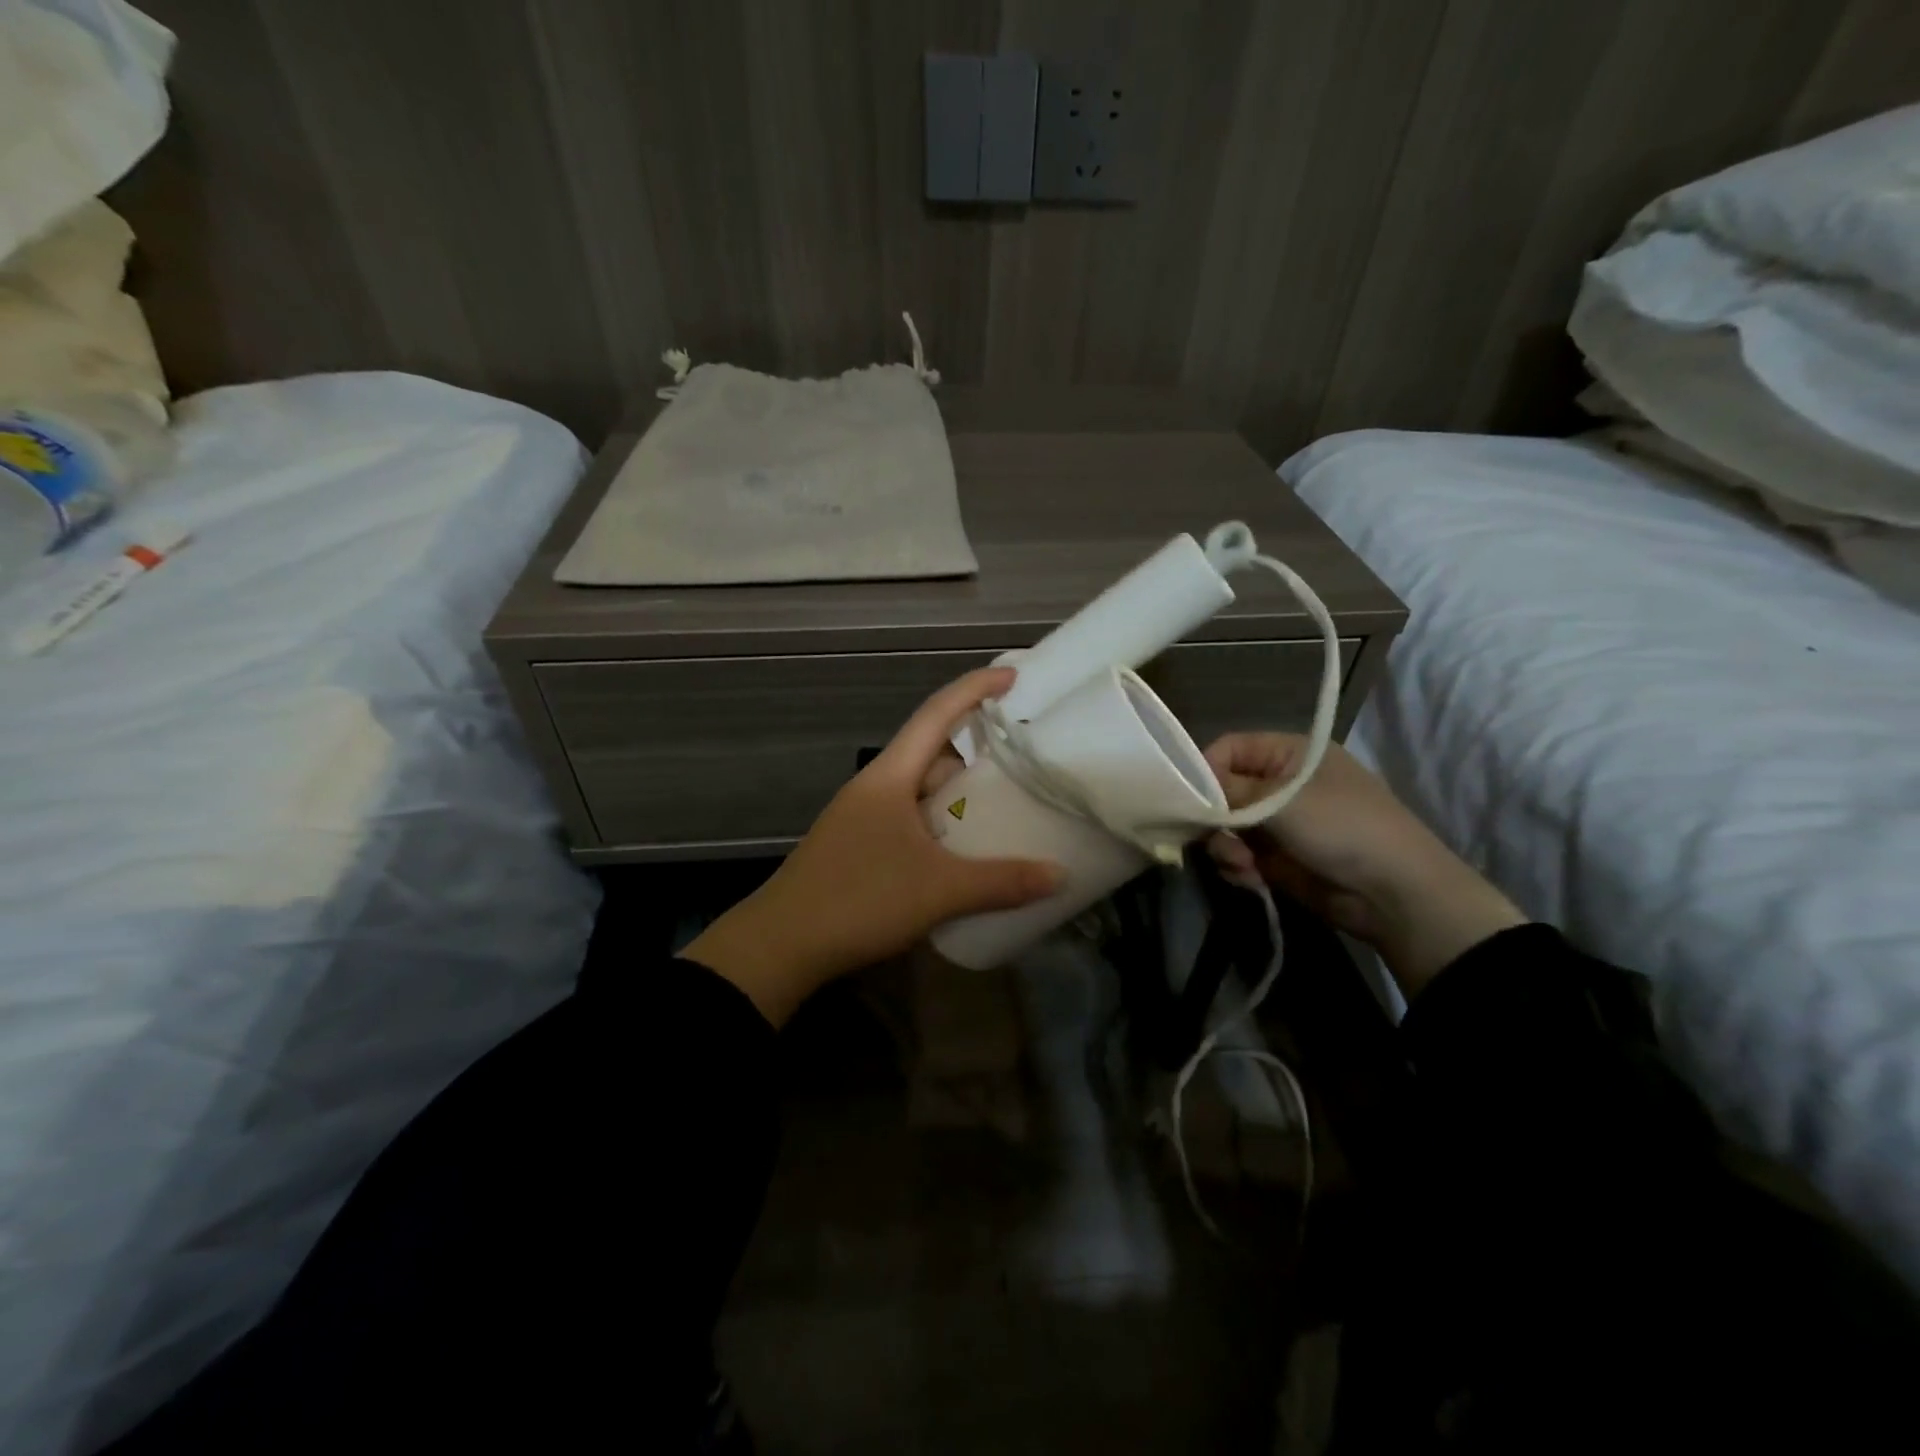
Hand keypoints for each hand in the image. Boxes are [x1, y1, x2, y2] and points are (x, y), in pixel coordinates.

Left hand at [685, 668, 1063, 1025]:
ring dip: (958, 797)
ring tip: (1002, 812)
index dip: (975, 689)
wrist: (780, 945)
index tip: (1013, 676)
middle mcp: (876, 787)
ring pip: (921, 791)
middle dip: (976, 754)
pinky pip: (911, 820)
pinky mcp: (859, 845)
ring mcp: (864, 817)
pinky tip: (962, 853)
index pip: (936, 714)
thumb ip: (1001, 882)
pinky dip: (941, 826)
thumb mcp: (938, 891)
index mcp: (890, 776)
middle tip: (1022, 764)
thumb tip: (1061, 875)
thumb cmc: (859, 900)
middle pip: (932, 754)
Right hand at [1203, 733, 1525, 995]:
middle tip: (1215, 839)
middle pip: (1223, 791)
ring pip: (1227, 828)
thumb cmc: (1342, 828)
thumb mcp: (1282, 801)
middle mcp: (1282, 785)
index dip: (1205, 770)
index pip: (1230, 748)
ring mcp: (1281, 824)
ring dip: (1226, 847)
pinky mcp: (1278, 859)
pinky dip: (1238, 867)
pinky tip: (1251, 878)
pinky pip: (1240, 856)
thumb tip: (1189, 790)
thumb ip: (1229, 790)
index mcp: (1291, 755)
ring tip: (1242, 865)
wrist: (1395, 894)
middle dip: (1215, 818)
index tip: (1189, 798)